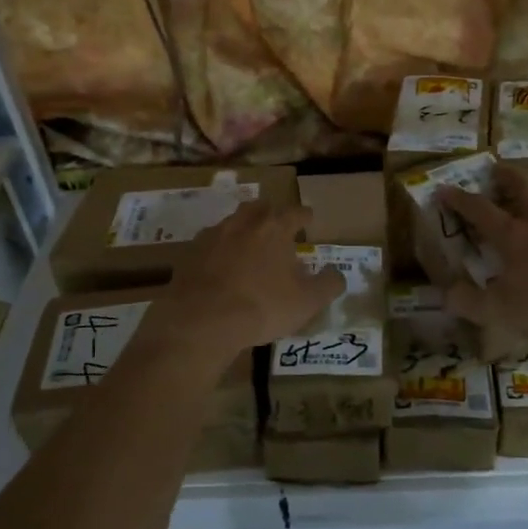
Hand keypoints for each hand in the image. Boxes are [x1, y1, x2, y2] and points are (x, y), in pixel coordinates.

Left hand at [146, 201, 346, 358]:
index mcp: (274, 228)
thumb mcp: (307, 301)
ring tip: (249, 245)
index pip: (295, 212)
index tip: (309, 218)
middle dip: (270, 214)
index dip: (304, 215)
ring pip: (231, 223)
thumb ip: (328, 284)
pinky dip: (219, 251)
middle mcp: (242, 223)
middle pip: (259, 208)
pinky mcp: (189, 255)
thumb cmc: (262, 306)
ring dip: (242, 230)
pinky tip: (221, 266)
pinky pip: (209, 245)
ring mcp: (212, 236)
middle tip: (277, 225)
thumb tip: (338, 274)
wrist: (202, 320)